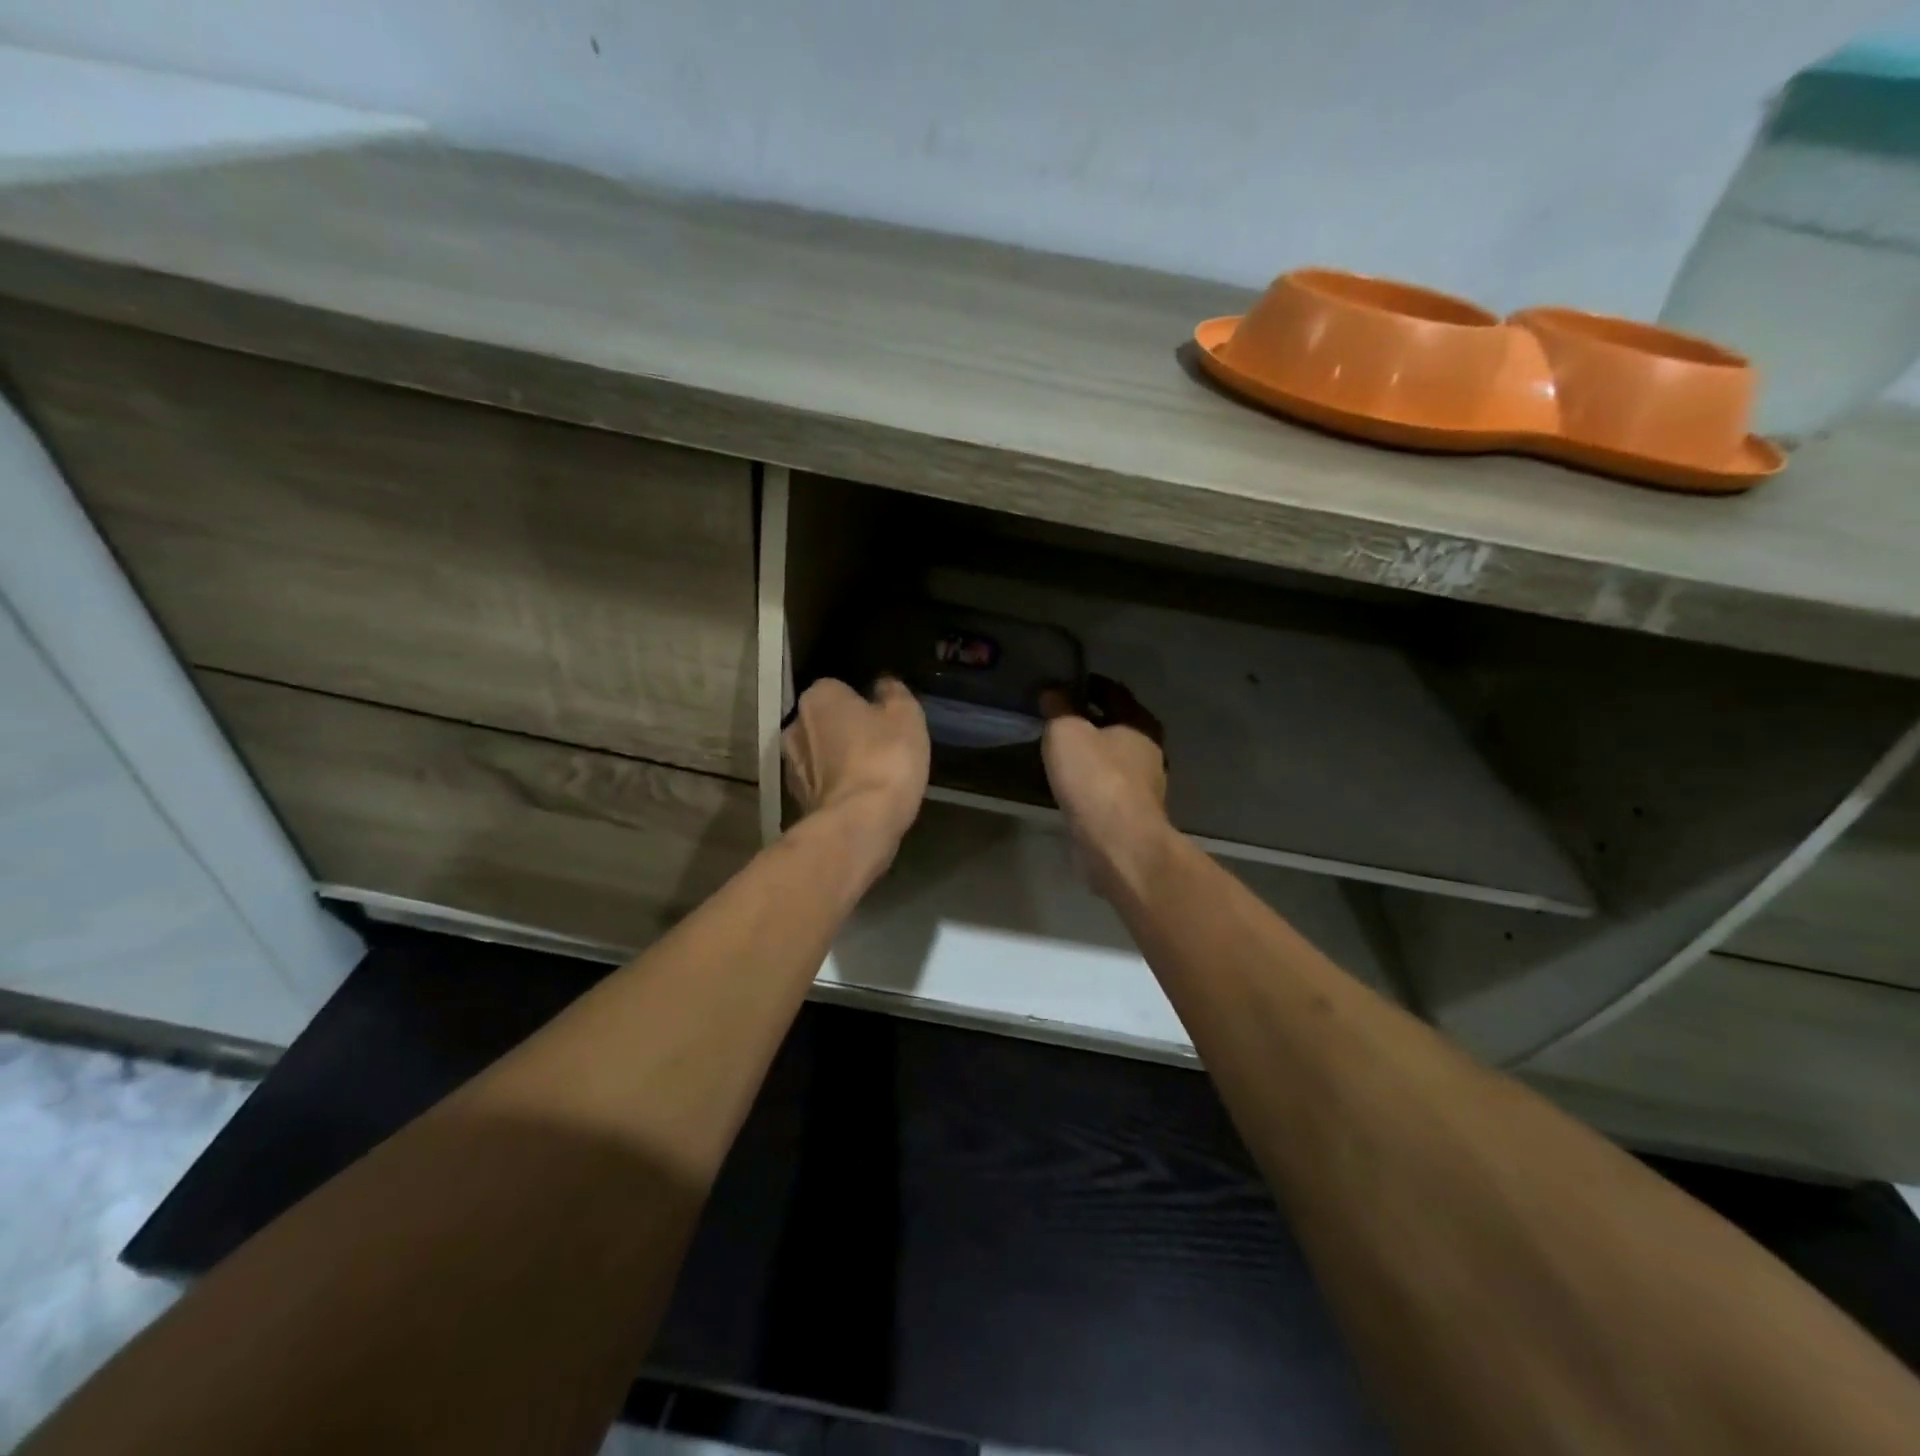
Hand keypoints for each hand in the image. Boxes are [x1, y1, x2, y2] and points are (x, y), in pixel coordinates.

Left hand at [782, 677, 929, 853]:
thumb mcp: (906, 716)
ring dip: (838, 761)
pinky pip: (821, 784)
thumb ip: (894, 693)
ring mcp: (791, 766)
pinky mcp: (797, 800)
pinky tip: (859, 797)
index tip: (883, 718)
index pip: (838, 688)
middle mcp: (794, 726)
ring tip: (871, 774)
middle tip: (879, 745)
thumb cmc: (885, 758)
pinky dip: (836, 787)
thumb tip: (883, 685)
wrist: (859, 823)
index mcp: (818, 697)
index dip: (862, 702)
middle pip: (825, 721)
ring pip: (820, 755)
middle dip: (845, 730)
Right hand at [1040, 676, 1172, 900]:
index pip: (1114, 691)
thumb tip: (1052, 691)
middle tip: (1058, 716)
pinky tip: (1069, 784)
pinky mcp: (1130, 815)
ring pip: (1113, 758)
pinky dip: (1090, 781)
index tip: (1064, 683)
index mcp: (1140, 723)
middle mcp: (1148, 751)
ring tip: (1060, 750)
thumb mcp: (1066, 731)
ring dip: (1091, 753)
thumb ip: (1058, 708)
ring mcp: (1143, 786)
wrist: (1116, 843)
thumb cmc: (1095, 777)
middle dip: (1091, 719)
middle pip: (1117, 725)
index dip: (1088, 684)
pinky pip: (1107, 787)